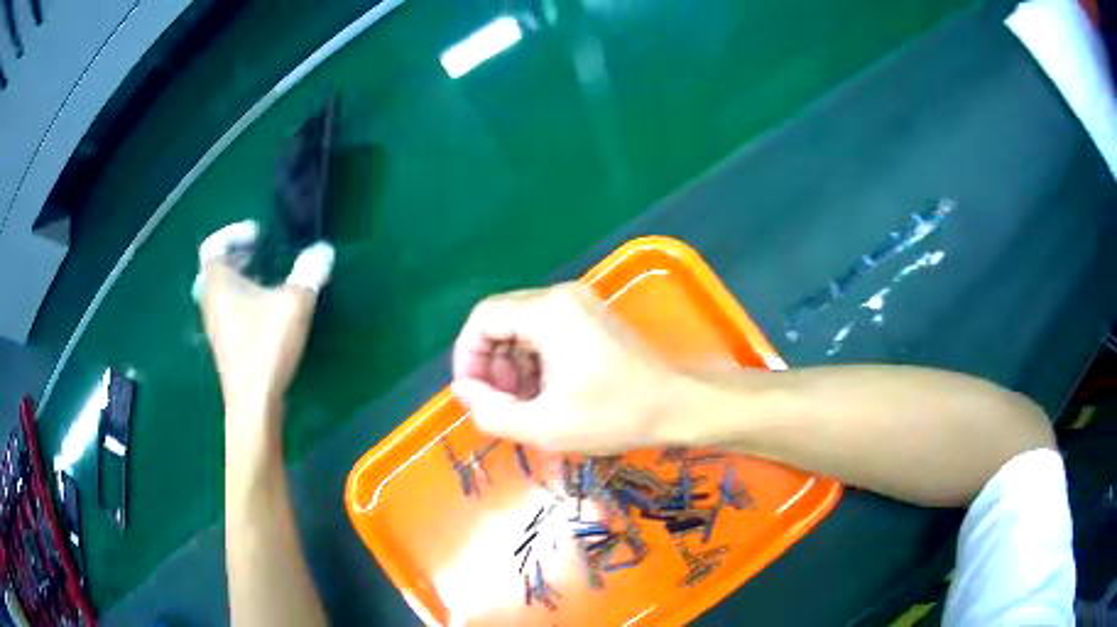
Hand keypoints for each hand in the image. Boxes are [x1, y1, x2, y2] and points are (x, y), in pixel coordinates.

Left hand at [193, 221, 333, 431]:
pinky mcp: (225, 346)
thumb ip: (309, 272)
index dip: (234, 233)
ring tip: (267, 278)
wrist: (253, 404)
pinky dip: (243, 299)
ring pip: (221, 291)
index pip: (214, 245)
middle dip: (238, 254)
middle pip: (216, 268)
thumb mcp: (294, 304)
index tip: (259, 234)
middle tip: (262, 251)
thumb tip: (323, 251)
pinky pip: (228, 310)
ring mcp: (215, 326)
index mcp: (218, 283)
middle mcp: (210, 302)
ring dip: (241, 278)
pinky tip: (267, 312)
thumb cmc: (265, 347)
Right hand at [452, 283, 690, 453]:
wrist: (677, 406)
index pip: (483, 319)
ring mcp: (579, 304)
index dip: (467, 357)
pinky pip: (544, 331)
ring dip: (512, 365)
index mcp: (549, 311)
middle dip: (491, 364)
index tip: (472, 395)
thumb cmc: (614, 415)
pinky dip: (534, 360)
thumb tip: (463, 390)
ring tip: (524, 404)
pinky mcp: (590, 317)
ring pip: (522, 327)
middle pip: (502, 320)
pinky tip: (544, 392)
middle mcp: (561, 296)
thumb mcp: (544, 426)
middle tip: (501, 404)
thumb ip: (491, 410)